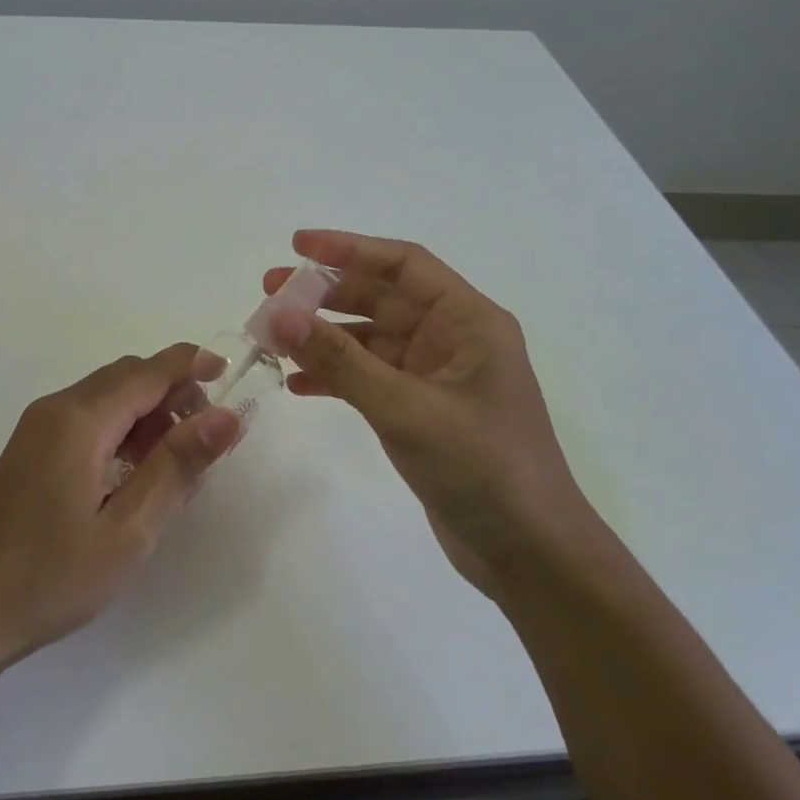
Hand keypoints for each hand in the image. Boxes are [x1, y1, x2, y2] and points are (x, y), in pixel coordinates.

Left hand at [0, 344, 240, 677]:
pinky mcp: (28, 453)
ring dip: (148, 416)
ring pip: (106, 400)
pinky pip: (86, 422)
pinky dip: (121, 433)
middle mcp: (57, 410)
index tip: (233, 376)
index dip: (193, 366)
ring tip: (176, 468)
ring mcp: (37, 430)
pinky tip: (133, 480)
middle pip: (127, 378)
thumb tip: (227, 415)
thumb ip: (177, 466)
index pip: (149, 370)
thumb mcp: (127, 530)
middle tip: (207, 441)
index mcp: (80, 419)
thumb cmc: (46, 577)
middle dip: (174, 394)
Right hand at [264, 230, 592, 601]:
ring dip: (324, 337)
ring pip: (370, 339)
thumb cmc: (482, 468)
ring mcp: (436, 376)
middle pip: (382, 297)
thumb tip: (280, 316)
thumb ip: (341, 361)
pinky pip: (371, 378)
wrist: (529, 554)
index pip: (404, 264)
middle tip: (269, 293)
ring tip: (272, 337)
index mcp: (468, 321)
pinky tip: (297, 384)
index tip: (297, 245)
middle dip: (326, 294)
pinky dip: (336, 377)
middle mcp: (453, 339)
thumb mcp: (406, 408)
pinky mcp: (422, 410)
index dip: (349, 248)